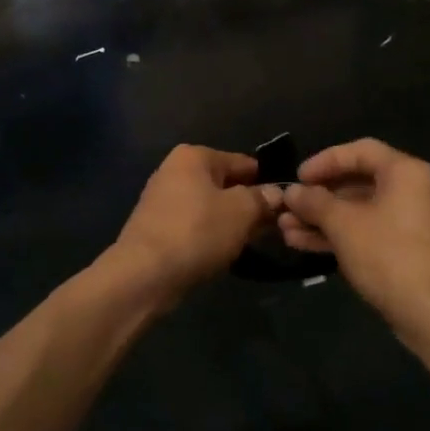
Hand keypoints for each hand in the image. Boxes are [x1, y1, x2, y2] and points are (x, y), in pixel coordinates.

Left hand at [109, 145, 282, 300]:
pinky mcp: (155, 227)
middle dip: (248, 204)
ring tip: (251, 242)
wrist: (144, 275)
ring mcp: (161, 199)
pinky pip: (193, 225)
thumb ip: (262, 199)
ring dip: (230, 222)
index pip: (243, 162)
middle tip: (272, 227)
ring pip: (209, 206)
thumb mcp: (242, 212)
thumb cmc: (197, 232)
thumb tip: (276, 193)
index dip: (266, 183)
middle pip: (224, 184)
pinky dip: (209, 235)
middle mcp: (174, 170)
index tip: (285, 205)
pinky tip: (223, 251)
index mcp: (194, 155)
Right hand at [279, 139, 429, 332]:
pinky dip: (346, 236)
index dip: (324, 161)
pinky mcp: (417, 252)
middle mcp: (420, 190)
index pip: (361, 151)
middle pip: (362, 183)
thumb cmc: (389, 256)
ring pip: (365, 212)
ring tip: (288, 232)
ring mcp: (421, 224)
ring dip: (326, 220)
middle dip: (320, 198)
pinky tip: (310, 246)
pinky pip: (376, 233)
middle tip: (289, 209)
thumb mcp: (343, 225)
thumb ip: (314, 202)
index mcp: (408, 172)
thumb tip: (292, 192)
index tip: (297, 178)